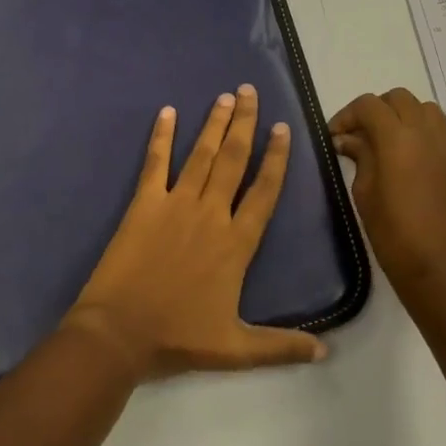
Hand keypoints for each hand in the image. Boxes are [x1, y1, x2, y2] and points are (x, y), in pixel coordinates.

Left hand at [65, 85, 326, 381]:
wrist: (119, 334)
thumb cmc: (178, 338)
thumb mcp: (236, 350)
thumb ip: (282, 346)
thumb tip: (326, 353)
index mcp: (236, 243)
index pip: (264, 191)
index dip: (276, 158)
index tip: (283, 128)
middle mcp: (211, 214)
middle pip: (233, 159)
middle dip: (244, 123)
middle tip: (250, 91)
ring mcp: (176, 204)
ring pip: (201, 154)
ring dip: (214, 123)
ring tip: (225, 96)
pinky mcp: (144, 204)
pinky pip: (155, 163)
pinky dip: (161, 136)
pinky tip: (167, 113)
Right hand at [330, 89, 445, 302]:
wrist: (438, 271)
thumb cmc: (393, 235)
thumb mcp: (364, 193)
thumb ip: (359, 156)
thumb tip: (348, 139)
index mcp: (396, 138)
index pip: (368, 105)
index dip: (347, 115)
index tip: (336, 135)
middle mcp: (427, 133)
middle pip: (399, 98)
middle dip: (377, 110)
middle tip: (362, 135)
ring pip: (429, 110)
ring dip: (408, 117)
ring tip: (395, 142)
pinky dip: (439, 137)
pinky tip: (429, 157)